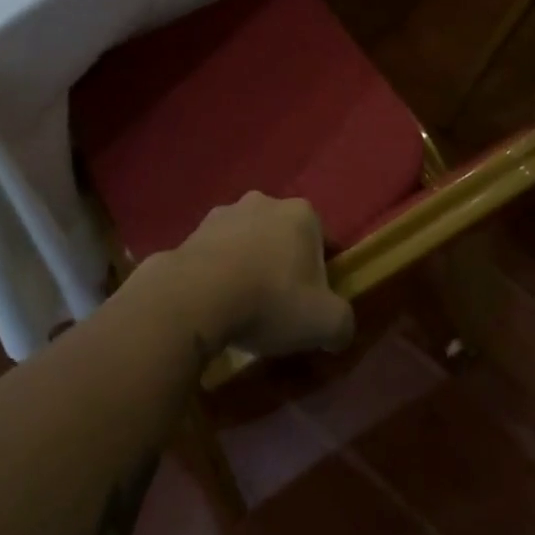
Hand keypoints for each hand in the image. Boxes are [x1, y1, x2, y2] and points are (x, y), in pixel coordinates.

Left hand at [155, 192, 354, 358]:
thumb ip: (342, 324)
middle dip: (283, 266)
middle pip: (283, 239)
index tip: (314, 305)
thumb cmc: (270, 300)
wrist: (195, 297)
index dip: (323, 275)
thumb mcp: (325, 323)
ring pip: (247, 243)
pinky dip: (219, 274)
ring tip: (243, 309)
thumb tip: (339, 332)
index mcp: (302, 213)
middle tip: (280, 307)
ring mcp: (223, 214)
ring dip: (249, 267)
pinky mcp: (191, 232)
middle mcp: (264, 202)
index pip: (323, 242)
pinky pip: (215, 255)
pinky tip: (216, 305)